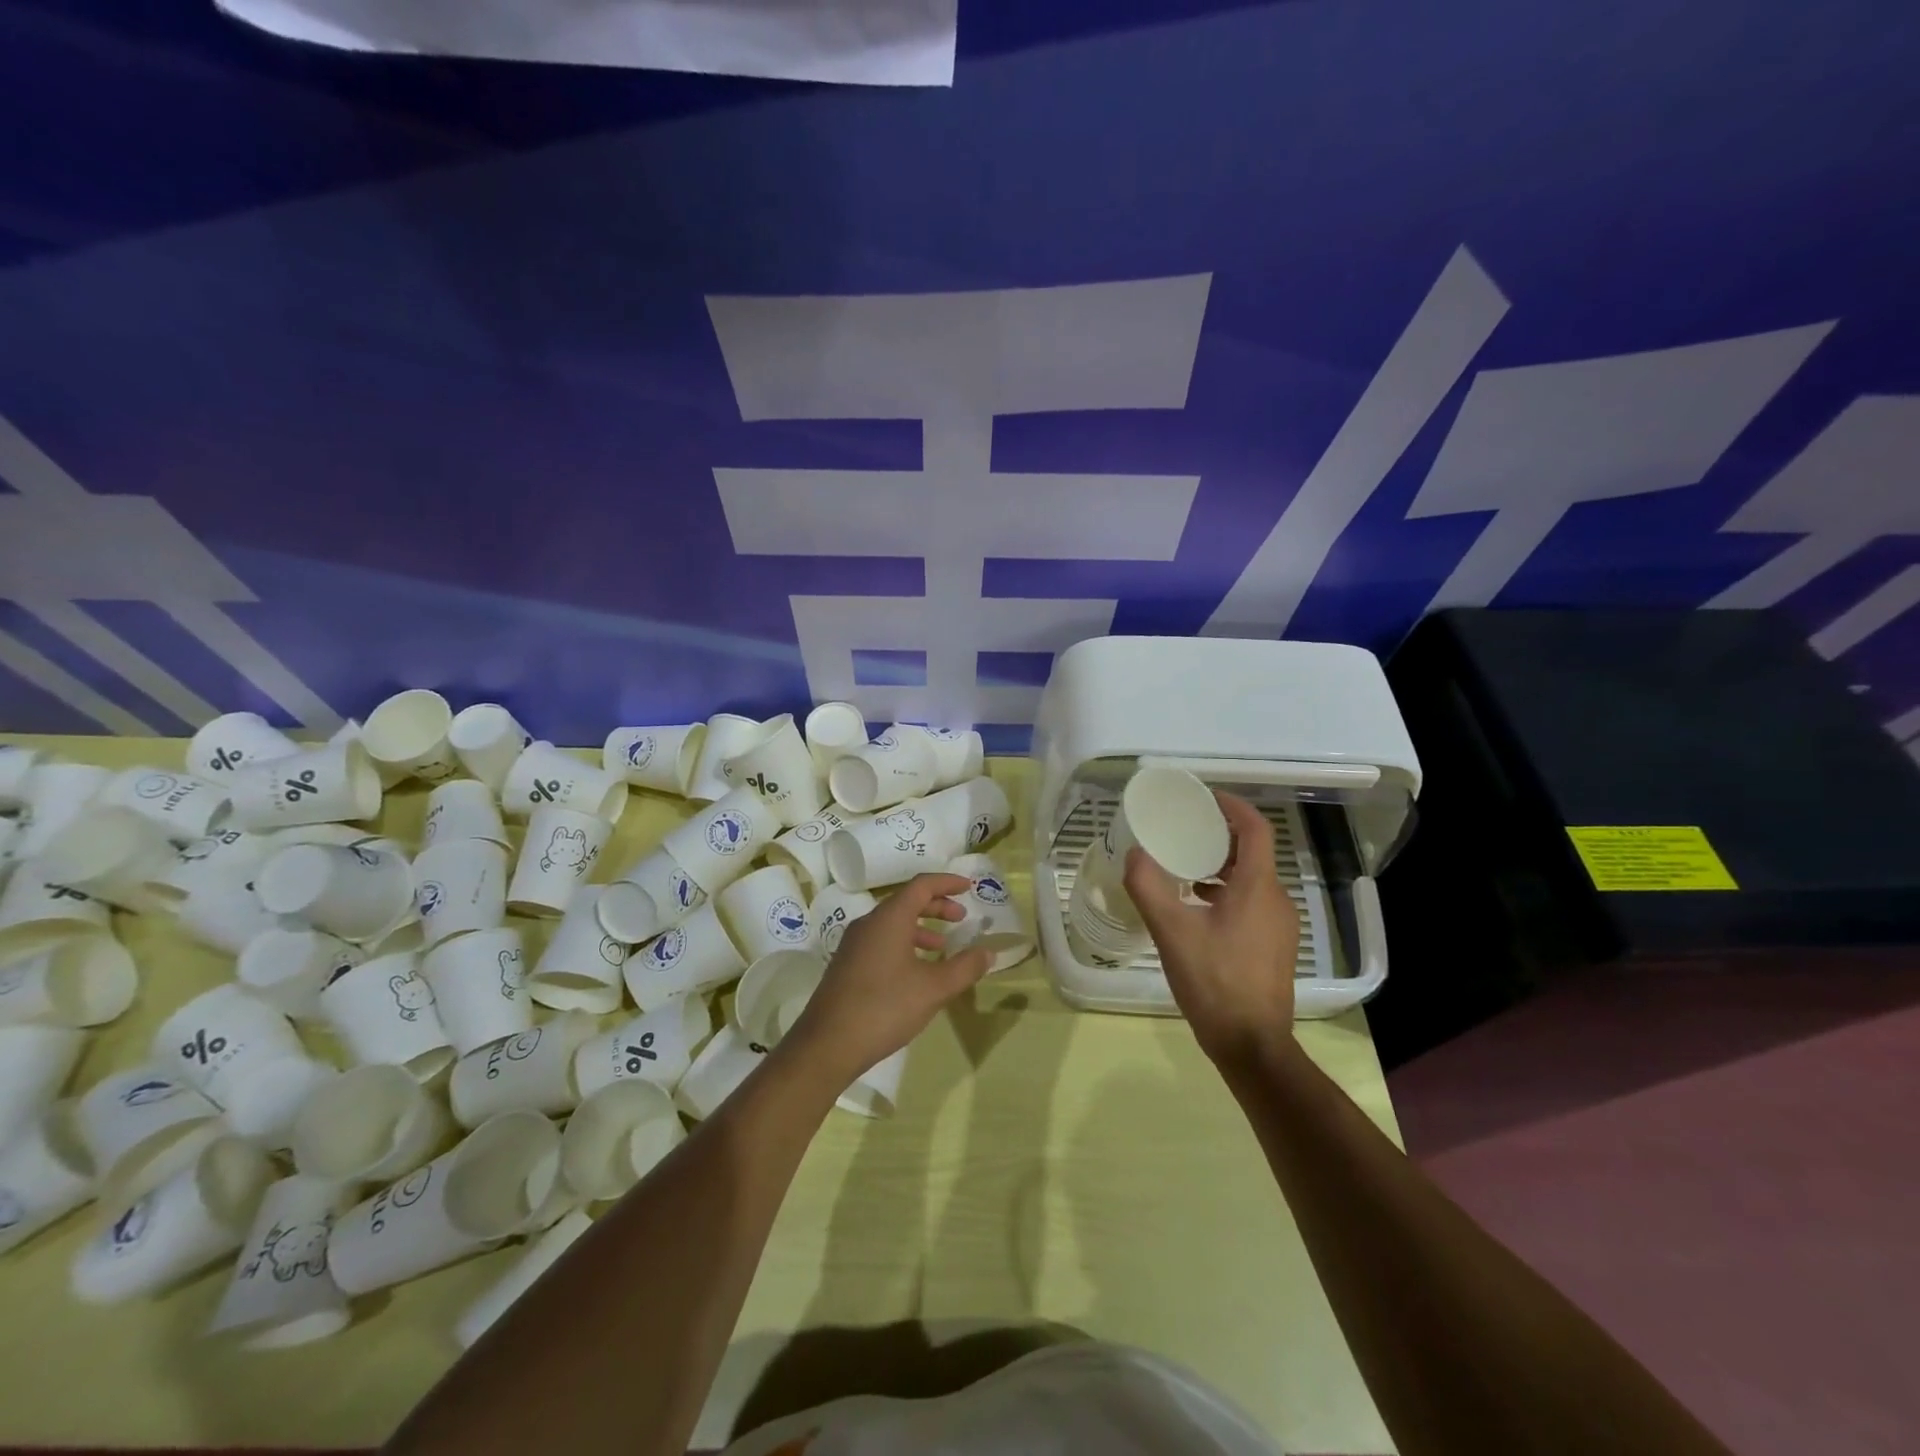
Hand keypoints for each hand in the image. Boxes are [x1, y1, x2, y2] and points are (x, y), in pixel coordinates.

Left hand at [784, 873, 991, 1083]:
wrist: (828, 1044)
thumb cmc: (885, 1007)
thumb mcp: (934, 988)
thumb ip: (965, 967)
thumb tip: (989, 952)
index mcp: (889, 918)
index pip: (921, 885)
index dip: (946, 882)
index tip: (968, 887)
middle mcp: (869, 923)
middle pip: (906, 901)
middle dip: (936, 906)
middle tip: (960, 917)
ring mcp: (854, 944)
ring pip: (893, 923)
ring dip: (920, 928)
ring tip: (942, 946)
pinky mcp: (847, 965)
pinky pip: (881, 941)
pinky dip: (904, 944)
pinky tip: (915, 971)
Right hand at [1123, 792, 1299, 1063]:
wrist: (1252, 1045)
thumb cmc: (1214, 982)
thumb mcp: (1172, 932)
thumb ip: (1149, 887)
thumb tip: (1135, 853)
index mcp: (1257, 888)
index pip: (1255, 829)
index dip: (1232, 806)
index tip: (1204, 798)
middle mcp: (1276, 900)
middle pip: (1252, 852)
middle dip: (1219, 836)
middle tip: (1182, 831)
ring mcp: (1279, 925)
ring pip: (1251, 879)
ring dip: (1220, 866)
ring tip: (1182, 869)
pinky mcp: (1274, 946)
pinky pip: (1251, 902)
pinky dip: (1225, 892)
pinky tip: (1196, 909)